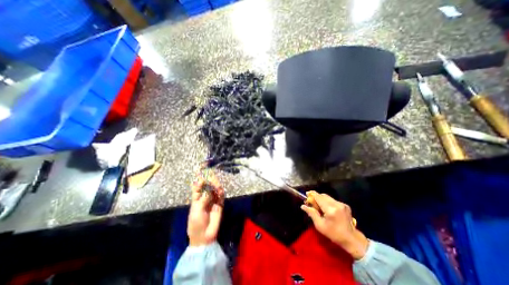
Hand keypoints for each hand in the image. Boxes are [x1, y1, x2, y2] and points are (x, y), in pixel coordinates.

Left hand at [186, 169, 224, 246]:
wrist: (204, 236)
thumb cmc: (196, 223)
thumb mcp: (197, 210)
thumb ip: (204, 198)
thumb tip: (209, 188)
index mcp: (196, 198)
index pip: (198, 185)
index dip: (199, 178)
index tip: (201, 170)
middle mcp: (205, 197)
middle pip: (208, 185)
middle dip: (209, 179)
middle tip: (211, 175)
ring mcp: (213, 200)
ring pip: (215, 189)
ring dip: (216, 185)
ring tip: (216, 184)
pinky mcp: (219, 204)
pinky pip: (221, 196)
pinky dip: (221, 192)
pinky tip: (220, 190)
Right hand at [301, 191, 370, 259]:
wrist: (351, 239)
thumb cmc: (334, 234)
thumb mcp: (320, 225)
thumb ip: (312, 213)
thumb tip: (303, 206)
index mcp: (330, 210)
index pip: (319, 197)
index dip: (312, 194)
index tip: (306, 194)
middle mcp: (337, 204)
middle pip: (323, 195)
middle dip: (316, 197)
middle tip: (311, 202)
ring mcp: (342, 204)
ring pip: (328, 197)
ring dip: (322, 199)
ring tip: (318, 206)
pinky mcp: (345, 205)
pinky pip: (333, 200)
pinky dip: (328, 202)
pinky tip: (326, 208)